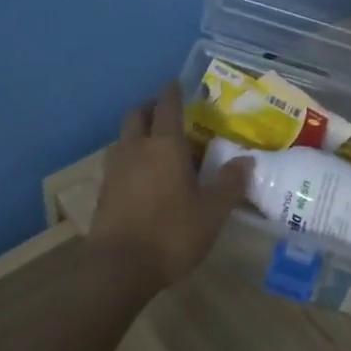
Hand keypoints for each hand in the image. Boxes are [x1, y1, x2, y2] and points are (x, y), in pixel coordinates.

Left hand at [90, 82, 253, 291]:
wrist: (119, 266)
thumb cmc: (172, 233)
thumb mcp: (212, 212)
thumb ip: (229, 184)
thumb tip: (246, 161)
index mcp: (164, 145)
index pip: (168, 106)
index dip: (173, 92)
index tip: (177, 83)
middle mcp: (136, 149)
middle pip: (137, 115)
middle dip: (151, 108)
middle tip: (167, 113)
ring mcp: (115, 169)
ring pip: (123, 138)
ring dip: (136, 133)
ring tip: (154, 144)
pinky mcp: (103, 191)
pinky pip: (117, 162)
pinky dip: (129, 158)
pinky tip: (141, 175)